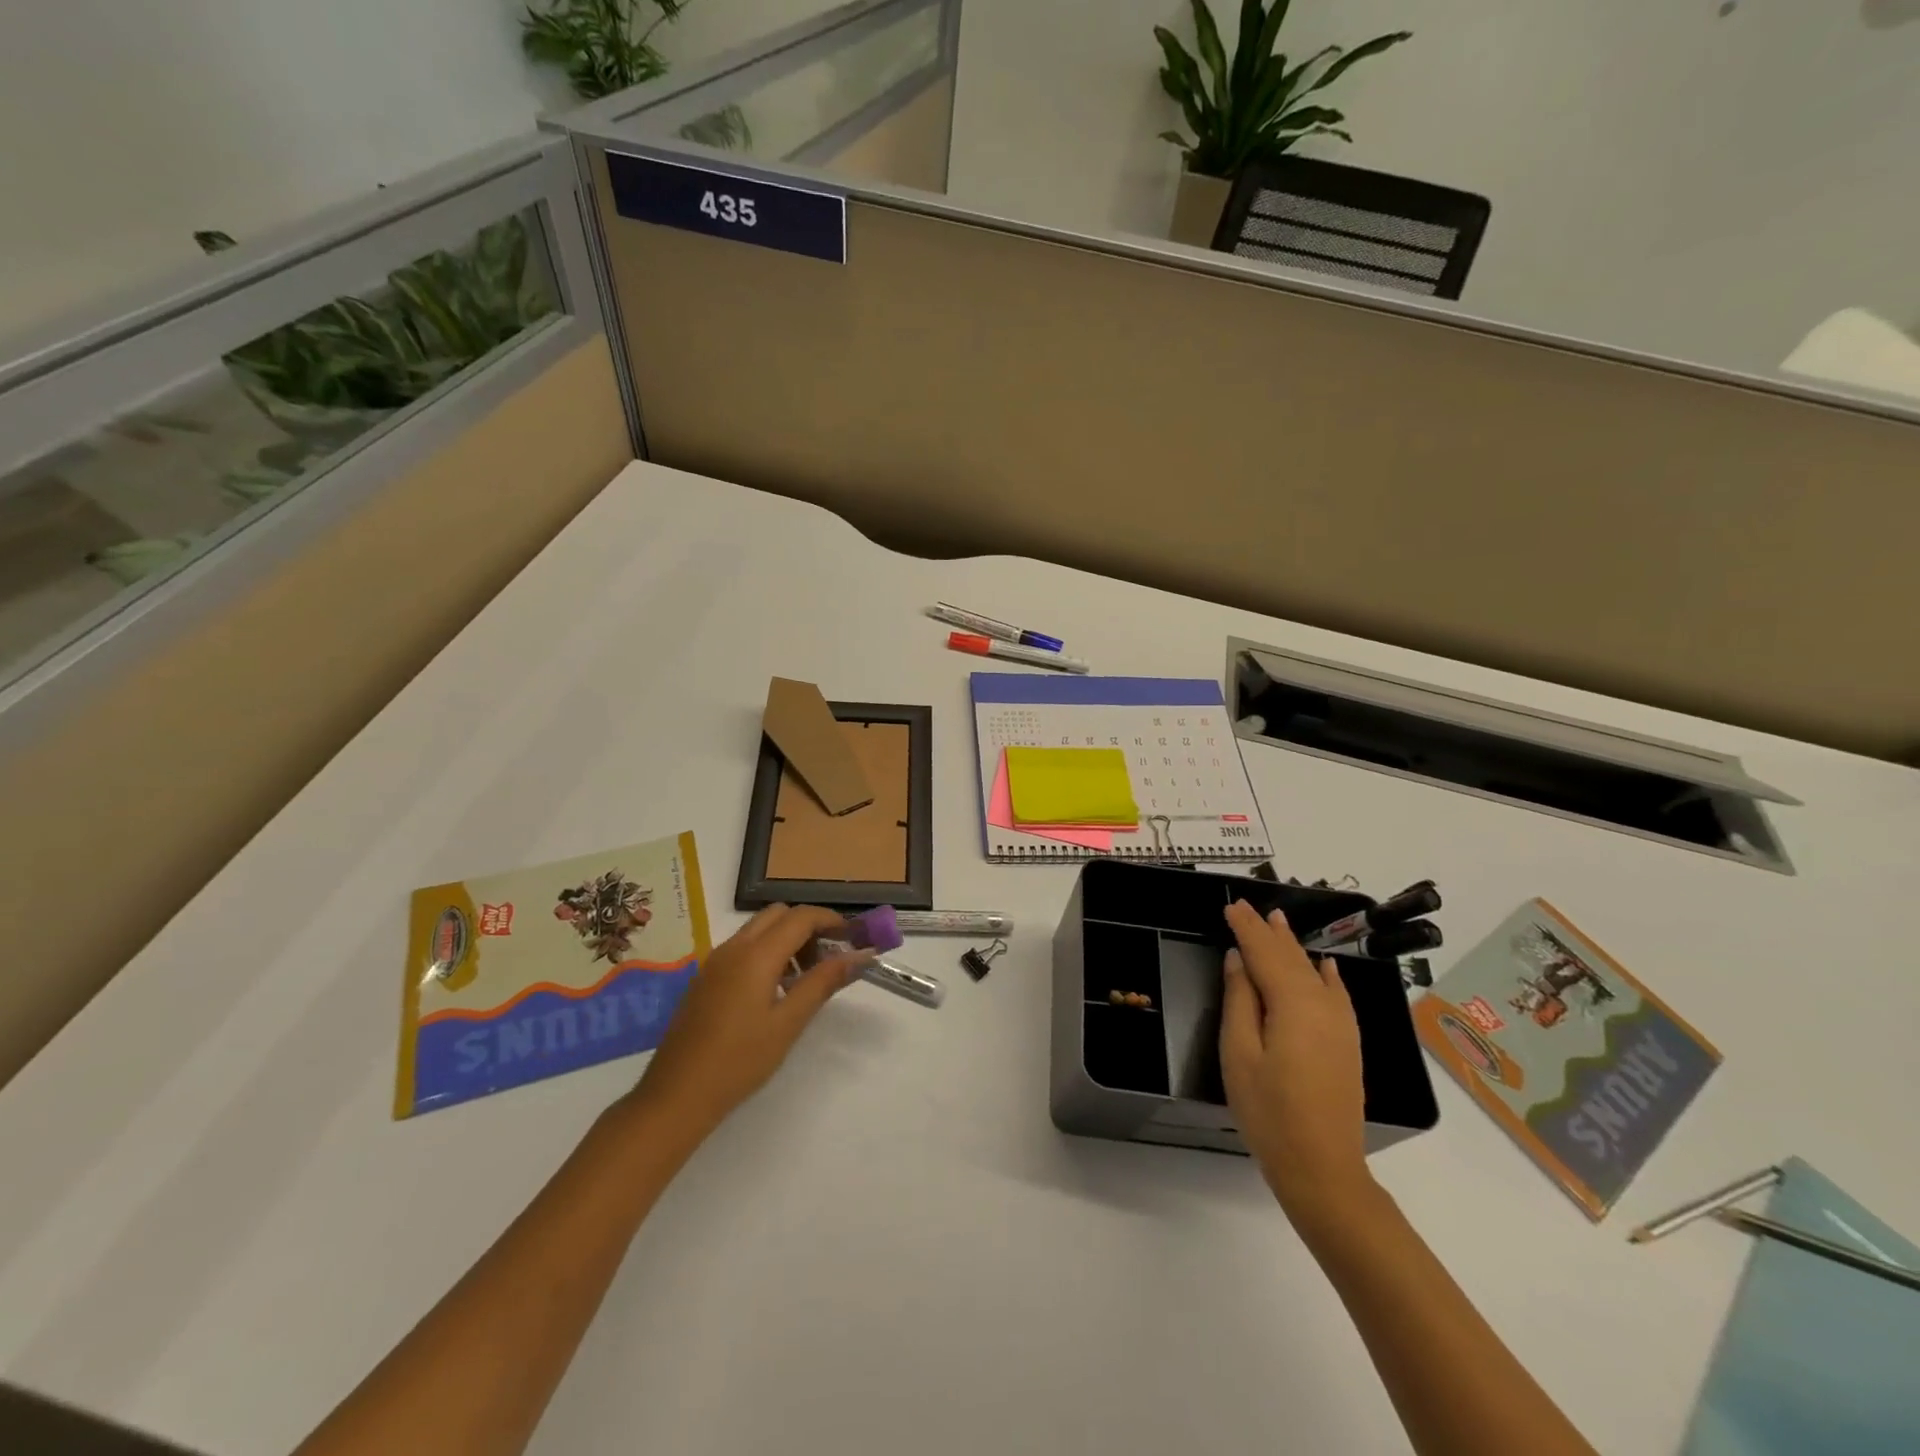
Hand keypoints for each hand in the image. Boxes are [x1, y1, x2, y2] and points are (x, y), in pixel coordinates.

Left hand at [628, 904, 871, 1133]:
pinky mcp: (705, 978)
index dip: (831, 920)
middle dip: (809, 926)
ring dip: (787, 939)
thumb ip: (824, 982)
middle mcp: (734, 947)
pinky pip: (742, 947)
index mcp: (756, 954)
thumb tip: (861, 955)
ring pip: (759, 929)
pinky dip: (766, 952)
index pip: (801, 916)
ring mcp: (715, 961)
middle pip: (779, 914)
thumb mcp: (789, 1023)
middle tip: (829, 958)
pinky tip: (774, 991)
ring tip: (804, 979)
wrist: (675, 1096)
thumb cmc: (739, 1061)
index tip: (853, 939)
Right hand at [1220, 900, 1375, 1224]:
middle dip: (1268, 931)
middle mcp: (1322, 1005)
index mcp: (1292, 1003)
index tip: (1231, 905)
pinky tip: (1324, 965)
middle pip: (1291, 958)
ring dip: (1293, 946)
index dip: (1246, 928)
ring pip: (1313, 972)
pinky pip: (1337, 995)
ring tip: (1278, 922)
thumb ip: (1240, 1000)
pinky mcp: (1348, 1044)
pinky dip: (1327, 975)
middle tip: (1248, 907)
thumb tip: (1238, 959)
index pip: (1264, 952)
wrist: (1323, 1168)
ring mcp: (1341, 1025)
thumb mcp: (1239, 1053)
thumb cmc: (1269, 1111)